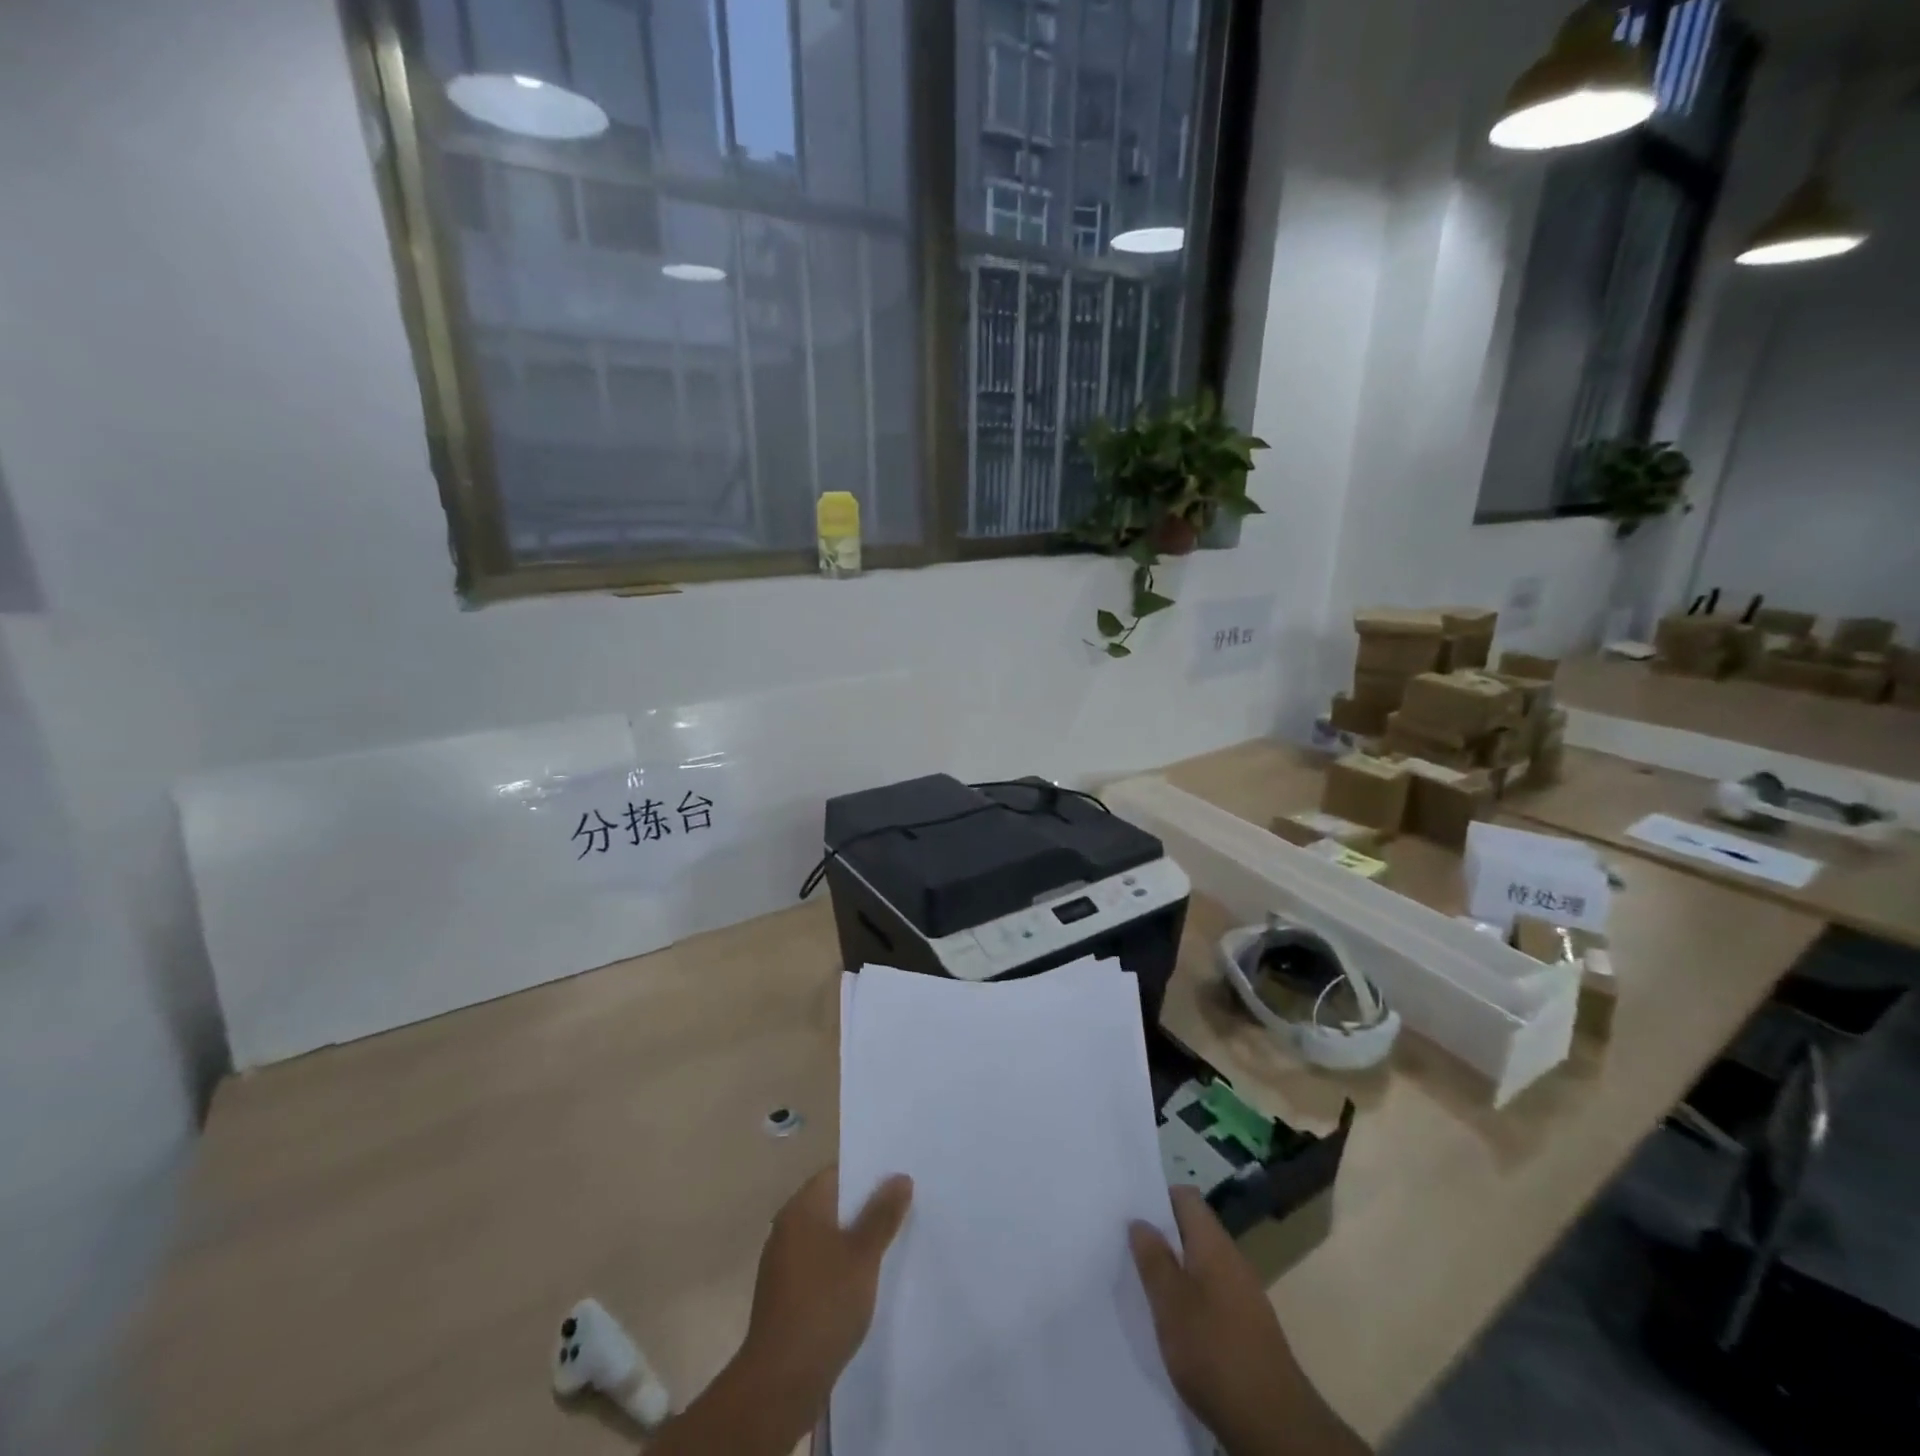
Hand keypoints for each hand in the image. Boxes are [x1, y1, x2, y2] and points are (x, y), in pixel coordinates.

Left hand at [737, 1165, 913, 1422]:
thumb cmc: (823, 1305)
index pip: (838, 1173)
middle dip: (867, 1206)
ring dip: (857, 1238)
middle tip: (906, 1206)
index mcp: (802, 1208)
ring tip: (894, 1242)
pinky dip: (844, 1266)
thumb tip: (900, 1177)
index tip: (900, 1176)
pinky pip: (822, 1265)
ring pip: (830, 1237)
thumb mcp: (863, 1255)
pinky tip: (868, 1280)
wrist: (780, 1383)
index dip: (869, 1172)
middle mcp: (788, 1228)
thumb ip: (882, 1214)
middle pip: (834, 1204)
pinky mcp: (788, 1296)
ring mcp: (785, 1264)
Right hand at [1130, 1186, 1367, 1455]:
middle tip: (1127, 1247)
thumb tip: (1140, 1221)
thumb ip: (1153, 1258)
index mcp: (1214, 1244)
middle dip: (1162, 1236)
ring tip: (1143, 1284)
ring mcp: (1243, 1294)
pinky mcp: (1247, 1327)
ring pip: (1201, 1264)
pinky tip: (1173, 1322)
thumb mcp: (1170, 1303)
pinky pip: (1211, 1294)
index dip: (1158, 1197)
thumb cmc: (1214, 1351)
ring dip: (1174, 1269)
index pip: (1186, 1197)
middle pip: (1193, 1230)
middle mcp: (1232, 1260)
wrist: (1273, 1424)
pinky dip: (1190, 1298)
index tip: (1130, 1210)